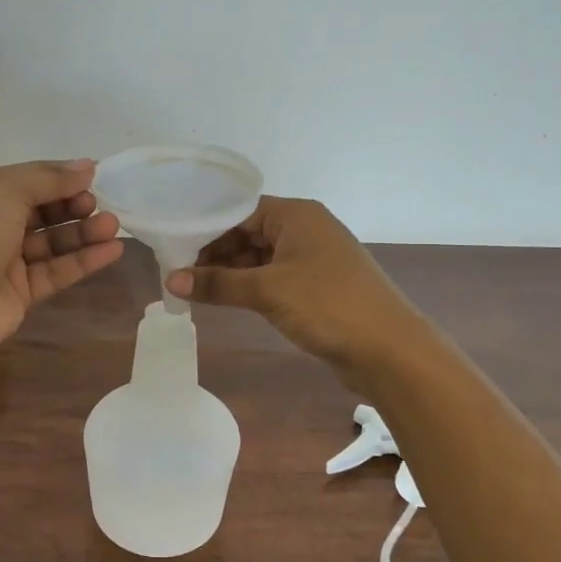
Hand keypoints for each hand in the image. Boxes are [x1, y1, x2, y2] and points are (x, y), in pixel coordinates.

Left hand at [0, 160, 123, 356]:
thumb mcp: (5, 189)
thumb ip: (49, 178)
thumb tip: (88, 167)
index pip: (26, 179)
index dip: (59, 178)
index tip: (94, 178)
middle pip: (41, 210)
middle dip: (72, 205)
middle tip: (99, 205)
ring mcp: (4, 260)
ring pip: (51, 242)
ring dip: (83, 232)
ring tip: (113, 227)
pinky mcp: (20, 292)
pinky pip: (56, 271)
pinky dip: (83, 260)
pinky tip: (112, 250)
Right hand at [164, 196, 421, 389]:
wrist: (389, 349)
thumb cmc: (327, 305)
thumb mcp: (267, 291)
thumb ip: (218, 284)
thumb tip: (170, 280)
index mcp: (296, 215)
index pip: (239, 211)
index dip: (205, 229)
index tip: (173, 249)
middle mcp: (304, 229)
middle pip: (248, 233)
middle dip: (214, 253)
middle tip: (178, 274)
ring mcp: (312, 258)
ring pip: (259, 257)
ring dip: (230, 273)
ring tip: (194, 290)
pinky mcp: (316, 286)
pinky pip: (273, 277)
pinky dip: (249, 286)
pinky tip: (225, 299)